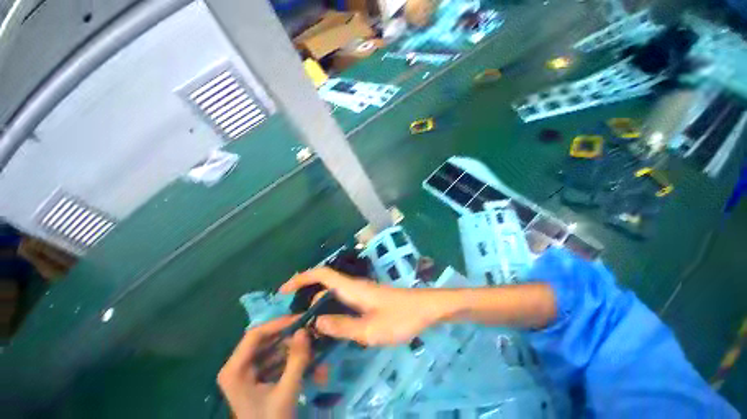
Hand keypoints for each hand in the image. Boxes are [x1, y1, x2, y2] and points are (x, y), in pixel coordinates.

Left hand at [217, 316, 309, 418]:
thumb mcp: (286, 393)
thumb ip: (297, 361)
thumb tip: (305, 329)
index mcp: (235, 370)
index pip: (255, 335)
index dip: (279, 323)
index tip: (302, 319)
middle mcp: (238, 366)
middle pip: (266, 341)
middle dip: (291, 338)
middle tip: (312, 333)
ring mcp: (248, 371)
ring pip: (274, 349)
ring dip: (296, 349)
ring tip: (315, 349)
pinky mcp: (258, 377)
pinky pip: (277, 360)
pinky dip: (294, 360)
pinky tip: (311, 364)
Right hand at [280, 267, 435, 345]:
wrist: (424, 309)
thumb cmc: (399, 318)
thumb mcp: (370, 329)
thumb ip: (342, 326)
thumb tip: (316, 322)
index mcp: (352, 288)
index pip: (322, 275)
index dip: (301, 278)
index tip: (283, 291)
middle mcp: (354, 286)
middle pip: (325, 283)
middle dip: (307, 295)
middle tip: (294, 318)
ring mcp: (361, 292)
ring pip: (334, 293)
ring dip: (319, 304)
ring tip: (307, 325)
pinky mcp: (367, 299)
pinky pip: (343, 300)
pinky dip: (331, 309)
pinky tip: (331, 325)